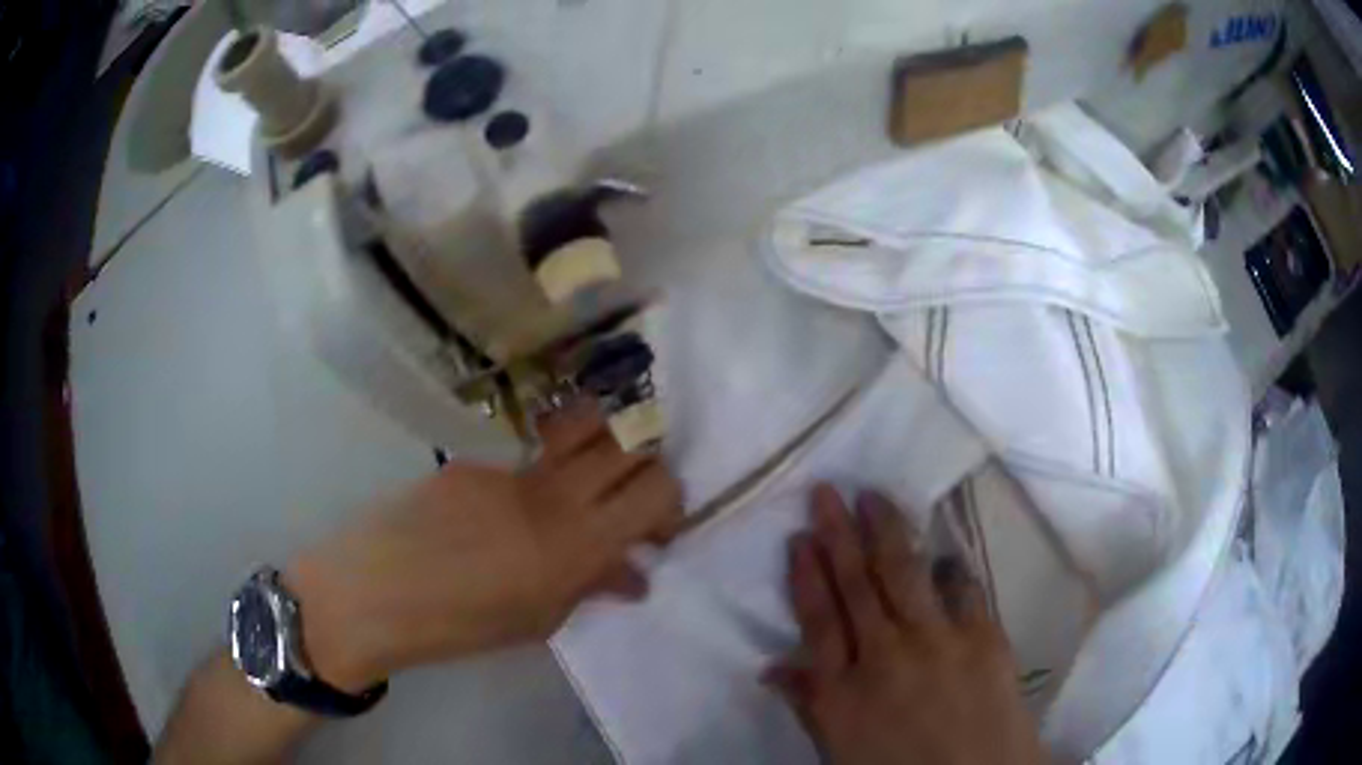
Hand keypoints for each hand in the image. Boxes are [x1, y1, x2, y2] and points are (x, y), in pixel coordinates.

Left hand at [285, 402, 683, 690]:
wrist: (376, 592)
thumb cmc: (461, 625)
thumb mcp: (538, 620)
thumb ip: (592, 587)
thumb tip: (633, 574)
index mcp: (577, 542)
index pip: (656, 489)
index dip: (669, 503)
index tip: (655, 530)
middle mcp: (554, 491)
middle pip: (630, 444)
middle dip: (644, 467)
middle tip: (627, 501)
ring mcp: (512, 466)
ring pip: (583, 426)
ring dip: (602, 446)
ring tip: (588, 479)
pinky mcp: (476, 457)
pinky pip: (529, 454)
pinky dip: (543, 470)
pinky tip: (512, 505)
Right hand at [765, 485, 1046, 764]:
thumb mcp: (840, 751)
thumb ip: (810, 704)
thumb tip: (773, 667)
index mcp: (843, 693)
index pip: (818, 620)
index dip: (807, 575)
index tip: (800, 537)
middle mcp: (886, 656)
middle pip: (857, 586)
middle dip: (839, 534)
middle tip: (827, 492)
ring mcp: (939, 642)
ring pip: (905, 574)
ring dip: (887, 531)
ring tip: (874, 497)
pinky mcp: (984, 637)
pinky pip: (963, 589)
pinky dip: (950, 568)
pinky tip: (943, 552)